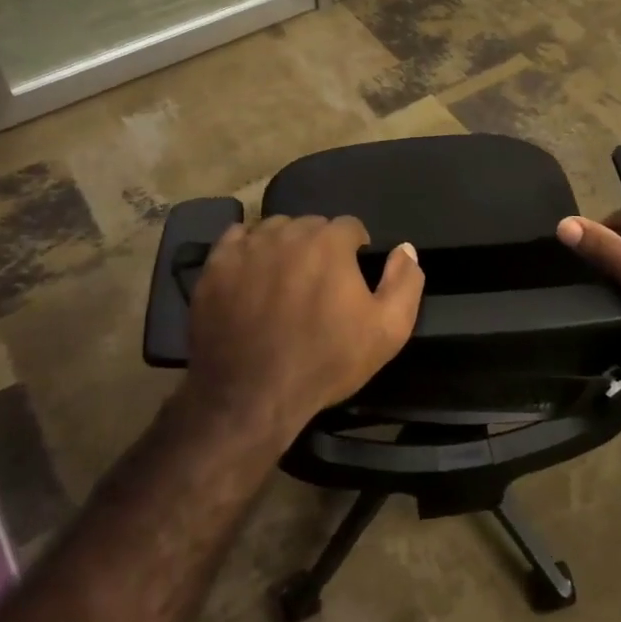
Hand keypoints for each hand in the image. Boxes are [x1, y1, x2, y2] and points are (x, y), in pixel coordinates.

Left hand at [186, 216, 423, 441]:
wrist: (252, 396)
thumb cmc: (326, 362)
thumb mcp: (388, 331)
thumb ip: (405, 282)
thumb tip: (405, 248)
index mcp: (329, 243)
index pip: (350, 226)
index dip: (355, 249)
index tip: (351, 276)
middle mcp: (287, 234)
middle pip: (311, 225)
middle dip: (320, 246)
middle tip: (319, 283)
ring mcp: (247, 248)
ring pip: (274, 229)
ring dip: (285, 245)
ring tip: (285, 279)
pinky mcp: (215, 267)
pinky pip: (236, 238)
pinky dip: (248, 249)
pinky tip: (253, 274)